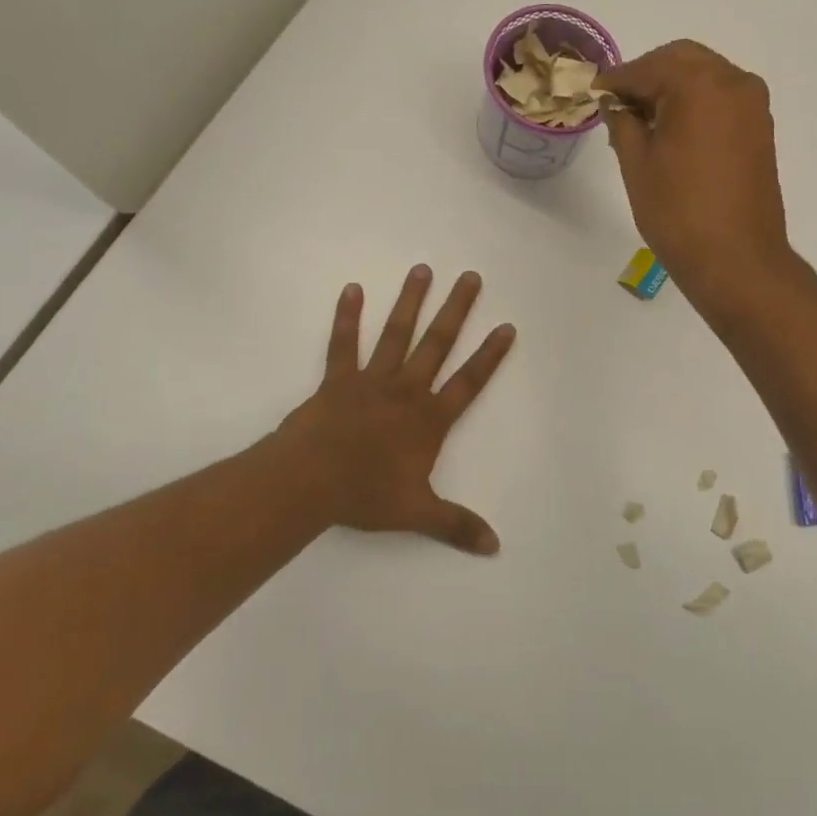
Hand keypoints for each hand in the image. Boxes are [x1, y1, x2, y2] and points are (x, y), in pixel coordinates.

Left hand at [277, 266, 515, 553]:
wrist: (310, 481)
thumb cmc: (366, 494)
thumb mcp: (417, 513)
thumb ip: (456, 525)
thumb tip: (495, 547)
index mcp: (429, 419)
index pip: (468, 382)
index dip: (490, 356)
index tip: (506, 326)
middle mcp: (406, 390)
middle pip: (437, 344)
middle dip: (456, 310)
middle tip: (470, 277)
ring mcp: (371, 380)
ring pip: (397, 334)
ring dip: (411, 301)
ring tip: (423, 269)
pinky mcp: (338, 379)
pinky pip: (344, 343)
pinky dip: (347, 316)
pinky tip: (352, 289)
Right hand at [596, 40, 794, 313]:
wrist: (737, 260)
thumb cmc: (678, 212)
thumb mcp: (637, 164)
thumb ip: (622, 122)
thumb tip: (616, 103)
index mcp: (699, 84)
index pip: (648, 67)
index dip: (616, 80)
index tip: (594, 93)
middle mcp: (733, 81)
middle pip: (682, 60)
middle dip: (647, 76)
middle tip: (618, 104)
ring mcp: (753, 104)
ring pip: (705, 76)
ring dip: (673, 87)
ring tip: (643, 121)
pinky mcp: (760, 128)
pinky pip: (722, 98)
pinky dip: (695, 103)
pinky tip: (672, 131)